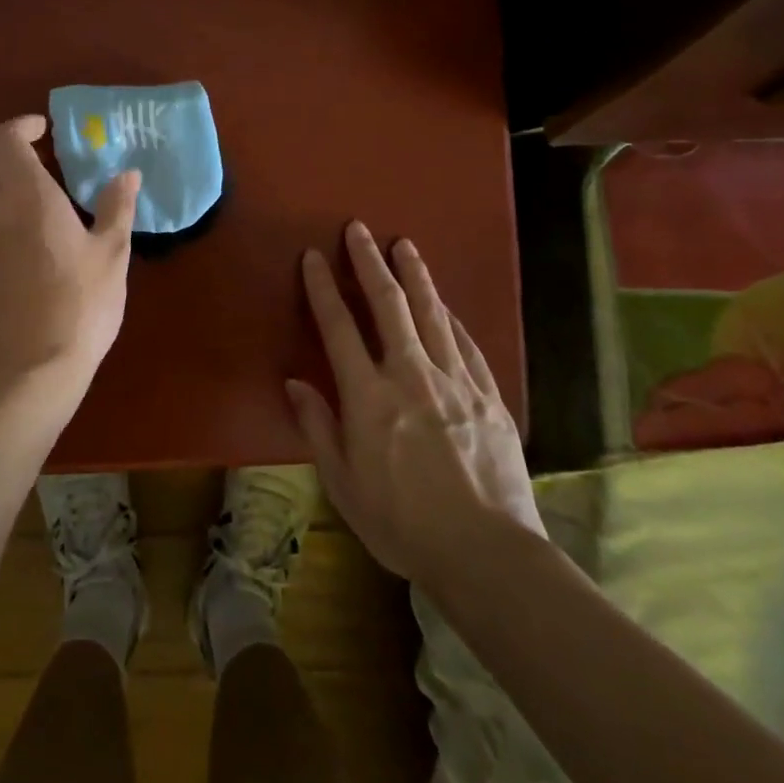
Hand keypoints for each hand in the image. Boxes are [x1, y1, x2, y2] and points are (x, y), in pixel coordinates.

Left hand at [0, 115, 140, 409]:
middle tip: (31, 161)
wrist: (30, 371)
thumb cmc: (80, 306)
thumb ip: (116, 208)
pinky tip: (26, 239)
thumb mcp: (111, 255)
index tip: (44, 130)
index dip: (21, 126)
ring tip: (34, 200)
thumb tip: (128, 175)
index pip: (5, 139)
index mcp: (27, 198)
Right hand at [287, 222, 543, 588]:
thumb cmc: (401, 523)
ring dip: (415, 276)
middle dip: (370, 262)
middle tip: (359, 229)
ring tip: (404, 245)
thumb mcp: (342, 483)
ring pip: (432, 314)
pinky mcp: (489, 396)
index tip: (314, 256)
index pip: (339, 328)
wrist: (486, 553)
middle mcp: (410, 376)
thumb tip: (294, 382)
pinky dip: (451, 318)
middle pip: (388, 305)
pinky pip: (466, 344)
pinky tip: (445, 305)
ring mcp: (455, 382)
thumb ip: (318, 426)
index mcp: (368, 396)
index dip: (324, 288)